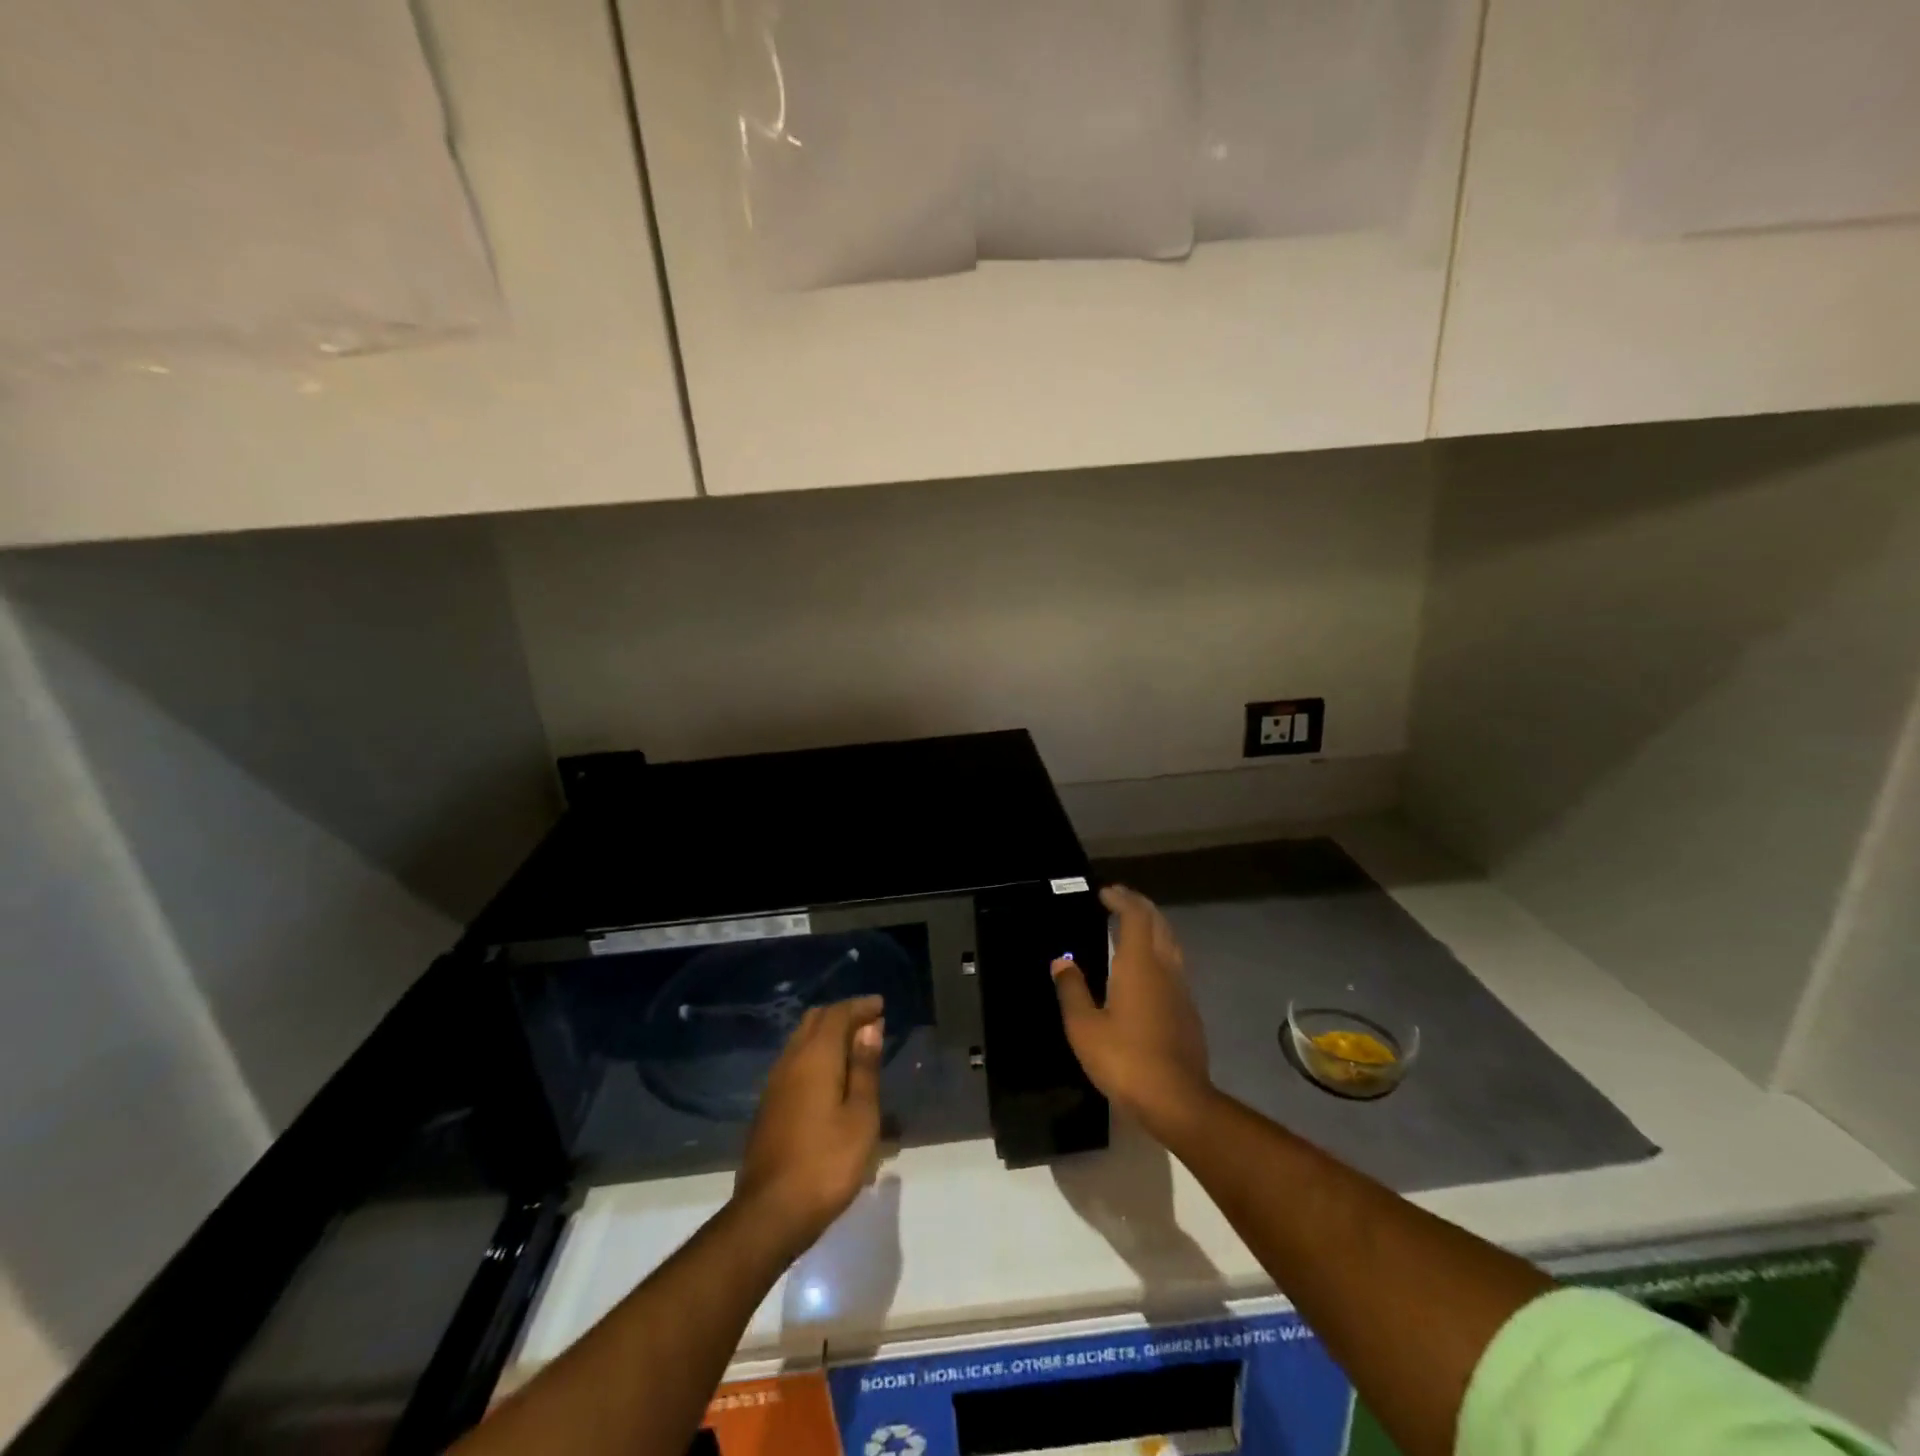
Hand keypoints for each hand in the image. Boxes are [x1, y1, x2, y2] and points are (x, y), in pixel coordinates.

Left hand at [734, 996, 884, 1253]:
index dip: (860, 1006)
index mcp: (815, 1057)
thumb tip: (869, 1028)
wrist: (770, 1213)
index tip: (881, 1006)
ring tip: (854, 1048)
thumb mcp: (861, 1117)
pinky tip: (830, 1077)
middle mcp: (790, 1061)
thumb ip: (864, 1069)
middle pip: (814, 1021)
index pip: (837, 1014)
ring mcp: (774, 1084)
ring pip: (800, 1040)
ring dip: (827, 1035)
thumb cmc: (827, 1163)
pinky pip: (794, 1062)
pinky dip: (815, 1055)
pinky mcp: (768, 1106)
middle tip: (869, 1024)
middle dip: (842, 1015)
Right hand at [1051, 886, 1210, 1134]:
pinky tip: (1146, 966)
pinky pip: (1174, 964)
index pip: (1135, 916)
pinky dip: (1159, 949)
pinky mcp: (1188, 1010)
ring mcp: (1181, 989)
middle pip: (1158, 923)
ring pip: (1170, 943)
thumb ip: (1072, 990)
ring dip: (1153, 926)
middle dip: (1139, 905)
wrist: (1177, 1100)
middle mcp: (1164, 968)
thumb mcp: (1084, 1027)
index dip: (1121, 899)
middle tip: (1118, 899)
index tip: (1105, 892)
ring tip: (1132, 925)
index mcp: (1139, 964)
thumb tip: (1061, 962)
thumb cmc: (1125, 1059)